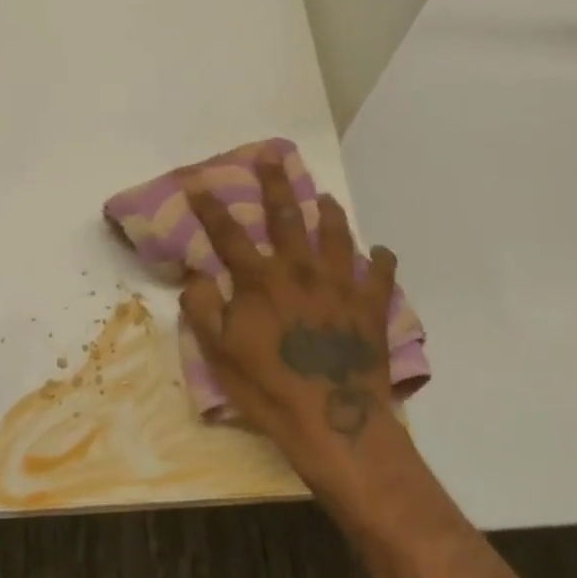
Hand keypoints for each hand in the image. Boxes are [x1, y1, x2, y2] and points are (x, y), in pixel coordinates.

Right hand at [181, 152, 402, 489]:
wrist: (333, 421)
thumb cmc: (269, 388)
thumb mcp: (219, 353)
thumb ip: (203, 308)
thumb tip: (197, 274)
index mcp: (261, 280)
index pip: (229, 233)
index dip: (211, 207)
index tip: (199, 182)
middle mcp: (300, 270)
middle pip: (286, 217)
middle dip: (276, 184)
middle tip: (273, 156)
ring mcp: (340, 285)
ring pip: (335, 235)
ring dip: (329, 212)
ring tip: (326, 196)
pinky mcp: (370, 307)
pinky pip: (379, 274)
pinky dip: (379, 259)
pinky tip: (378, 252)